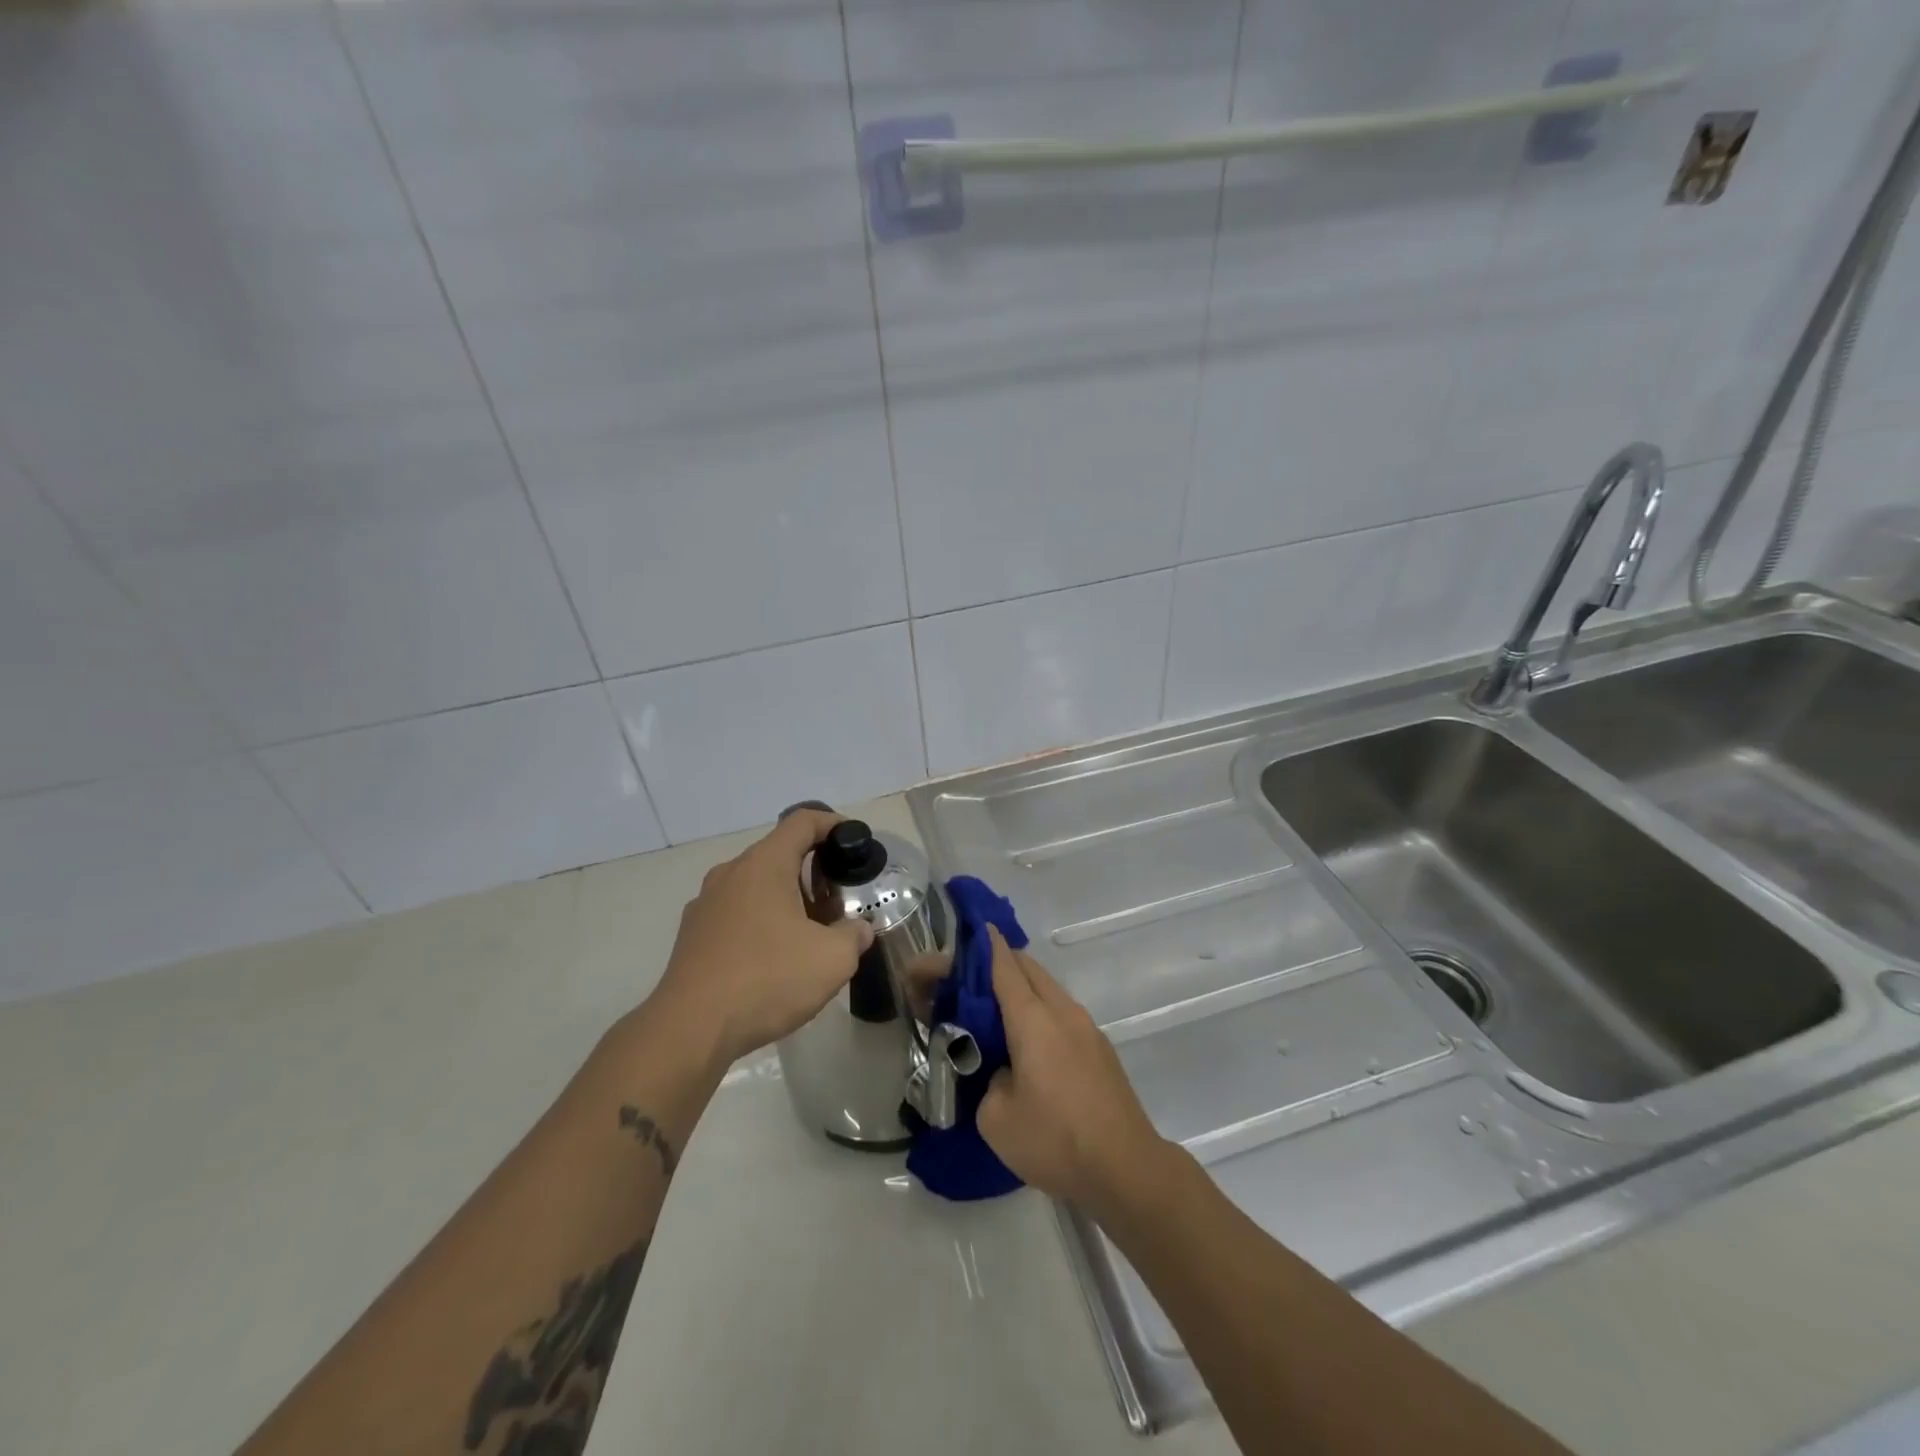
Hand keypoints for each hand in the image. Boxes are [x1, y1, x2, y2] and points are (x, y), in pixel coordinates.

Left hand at [648, 809, 874, 1063]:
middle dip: (813, 871)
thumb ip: (854, 935)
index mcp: (764, 864)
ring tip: (810, 933)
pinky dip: (762, 922)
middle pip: (779, 854)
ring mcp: (706, 904)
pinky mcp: (692, 935)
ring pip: (756, 886)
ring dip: (787, 899)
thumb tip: (857, 930)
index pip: (802, 822)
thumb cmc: (767, 979)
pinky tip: (774, 959)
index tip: (854, 840)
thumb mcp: (832, 959)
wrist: (690, 1030)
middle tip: (839, 900)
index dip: (833, 824)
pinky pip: (737, 913)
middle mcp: (731, 873)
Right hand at [976, 927, 1168, 1213]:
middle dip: (1001, 963)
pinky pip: (1063, 1012)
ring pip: (1049, 989)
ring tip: (997, 1011)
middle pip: (1029, 969)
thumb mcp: (996, 1119)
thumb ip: (988, 1080)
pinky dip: (1041, 1011)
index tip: (970, 931)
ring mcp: (1087, 1028)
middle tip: (972, 978)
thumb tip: (1004, 1071)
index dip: (984, 946)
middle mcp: (1062, 1011)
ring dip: (1023, 988)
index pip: (1004, 965)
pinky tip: (1030, 1042)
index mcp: (1033, 1019)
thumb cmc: (1056, 1140)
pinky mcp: (1100, 1048)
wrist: (1127, 1169)